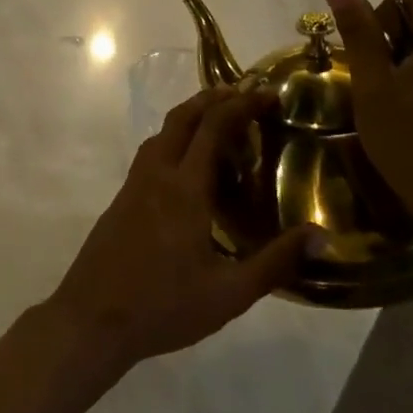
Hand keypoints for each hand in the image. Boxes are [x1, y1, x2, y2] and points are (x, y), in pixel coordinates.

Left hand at [45, 88, 325, 372]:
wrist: (91, 320)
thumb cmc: (163, 307)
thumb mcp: (229, 294)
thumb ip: (276, 262)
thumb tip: (322, 235)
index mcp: (184, 189)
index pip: (213, 127)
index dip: (242, 104)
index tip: (268, 94)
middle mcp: (156, 175)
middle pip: (181, 118)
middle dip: (213, 98)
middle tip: (244, 93)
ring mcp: (133, 186)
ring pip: (160, 133)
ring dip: (189, 116)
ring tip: (217, 120)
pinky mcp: (120, 201)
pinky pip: (150, 154)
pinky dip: (173, 140)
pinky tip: (186, 167)